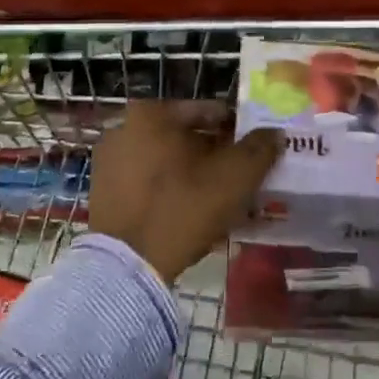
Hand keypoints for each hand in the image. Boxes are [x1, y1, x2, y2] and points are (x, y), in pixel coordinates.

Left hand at [87, 101, 283, 282]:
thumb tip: (274, 133)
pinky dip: (172, 193)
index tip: (257, 149)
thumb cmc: (183, 207)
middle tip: (243, 176)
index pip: (208, 112)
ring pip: (168, 163)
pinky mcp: (104, 195)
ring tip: (224, 199)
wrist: (129, 266)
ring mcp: (110, 163)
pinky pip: (149, 185)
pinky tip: (195, 215)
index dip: (238, 130)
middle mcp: (124, 129)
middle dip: (216, 155)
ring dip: (196, 175)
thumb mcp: (234, 176)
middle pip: (186, 137)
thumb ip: (259, 148)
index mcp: (151, 114)